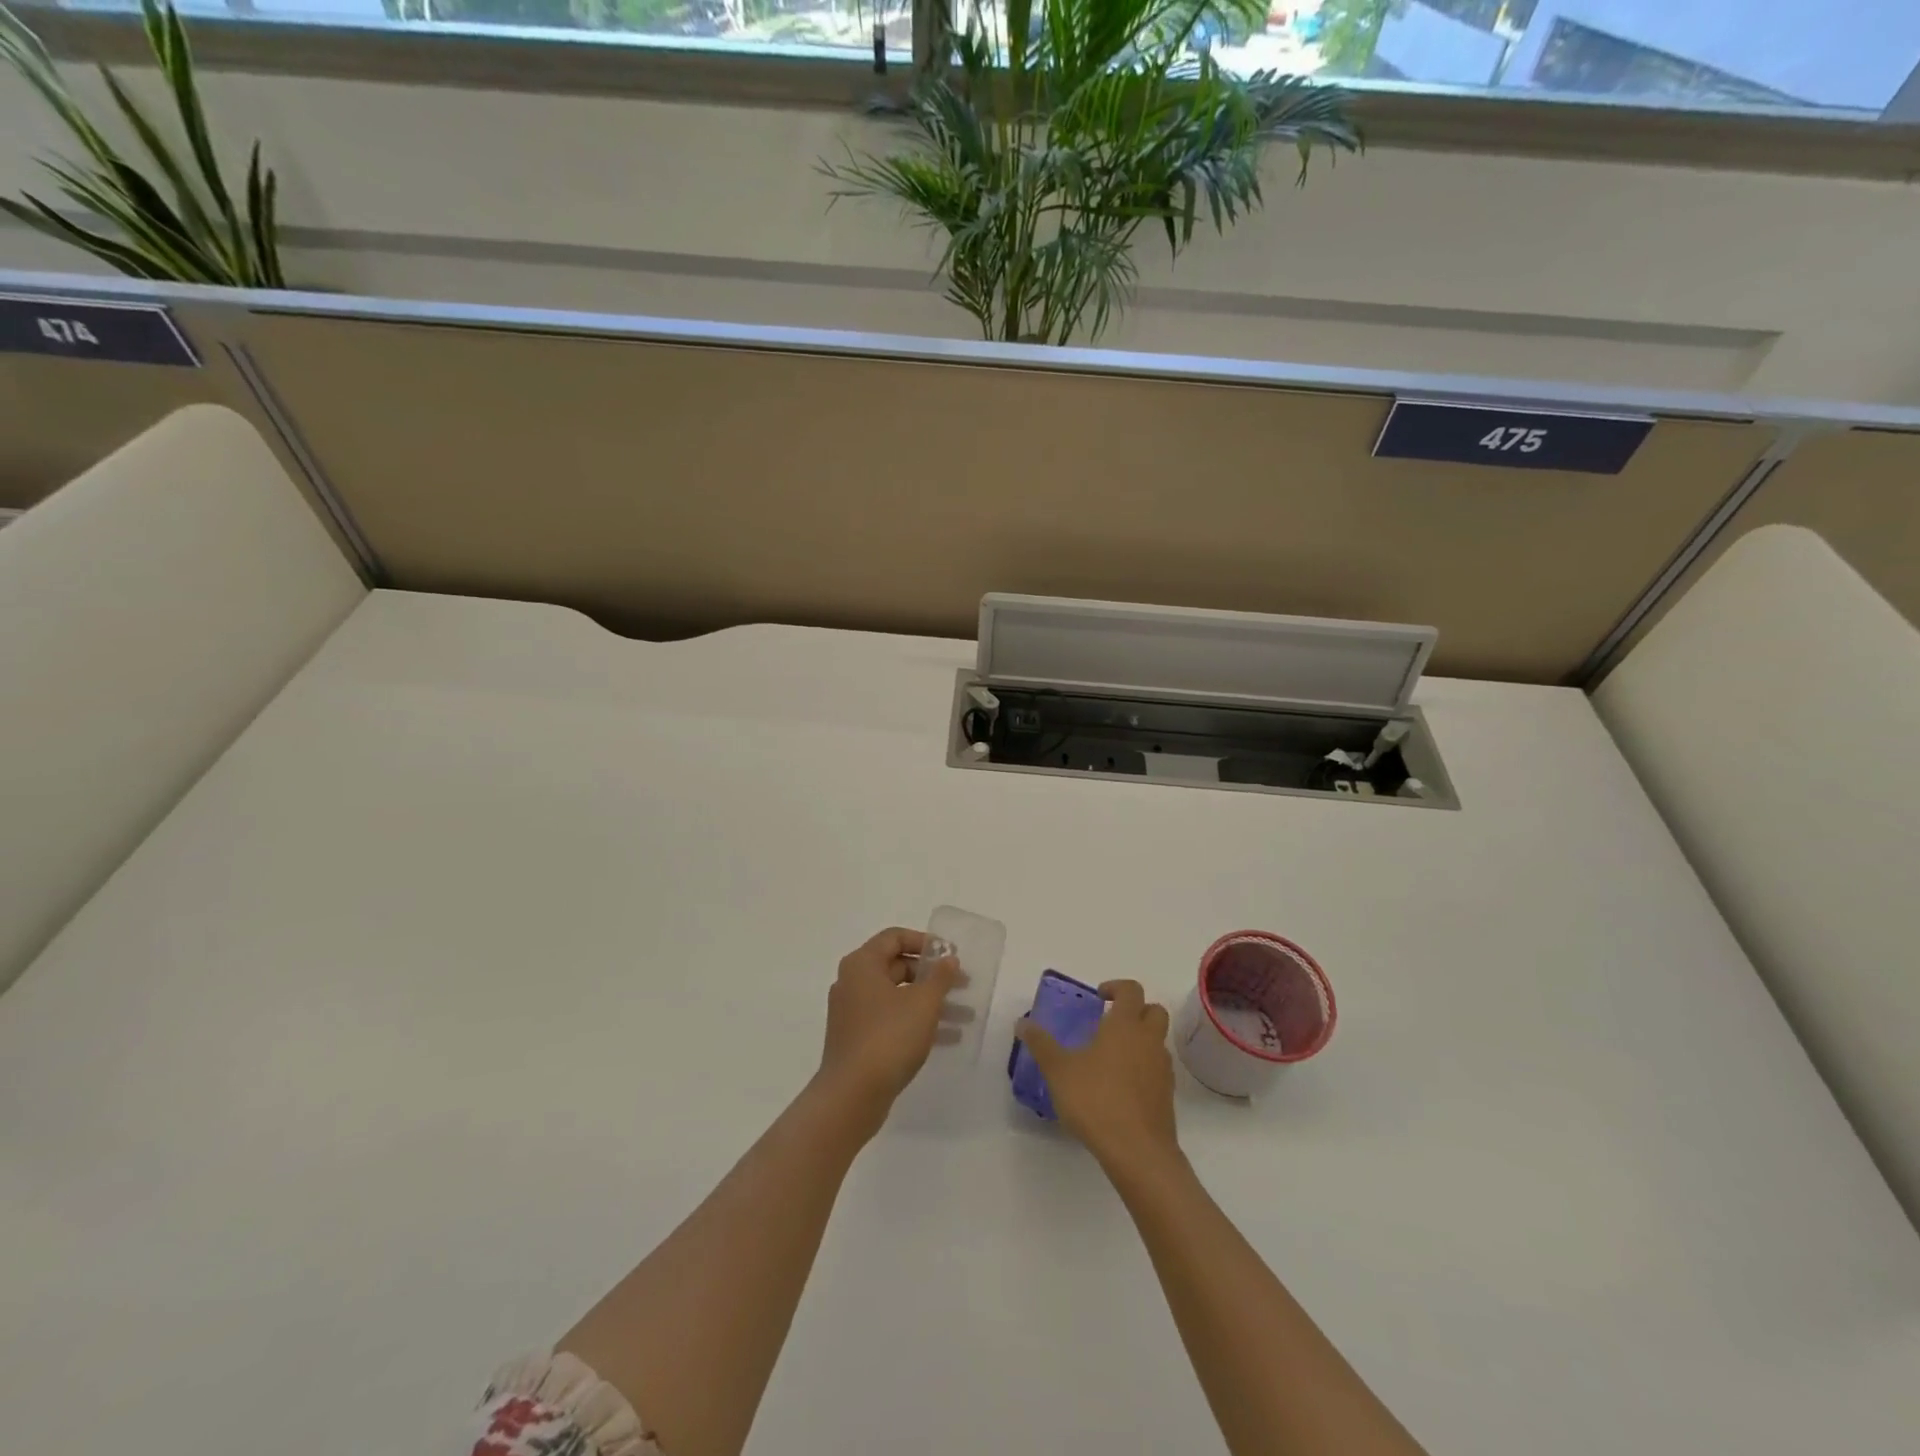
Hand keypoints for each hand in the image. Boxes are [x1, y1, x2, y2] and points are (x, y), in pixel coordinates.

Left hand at [817, 927, 960, 1124]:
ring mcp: (853, 1013)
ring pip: (898, 997)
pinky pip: (891, 1020)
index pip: (894, 937)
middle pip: (897, 967)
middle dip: (933, 977)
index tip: (950, 955)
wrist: (852, 1095)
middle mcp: (853, 983)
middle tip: (963, 986)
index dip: (924, 942)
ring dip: (931, 1003)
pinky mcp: (858, 1040)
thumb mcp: (923, 1003)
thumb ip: (940, 977)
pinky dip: (917, 1023)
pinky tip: (948, 1038)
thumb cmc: (888, 1037)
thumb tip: (948, 959)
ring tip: (965, 1016)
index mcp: (862, 964)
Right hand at [1016, 980, 1178, 1170]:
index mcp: (1125, 1025)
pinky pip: (1158, 1069)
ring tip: (1112, 1057)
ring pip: (1158, 1041)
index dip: (1116, 987)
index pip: (1131, 990)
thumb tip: (1023, 1023)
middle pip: (1154, 1010)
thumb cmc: (1096, 1100)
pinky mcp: (1167, 1095)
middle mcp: (1148, 1040)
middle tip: (1111, 1022)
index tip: (1099, 997)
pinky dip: (1144, 1068)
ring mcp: (1162, 1068)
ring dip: (1141, 1039)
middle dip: (1136, 1010)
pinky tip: (1122, 1086)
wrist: (1137, 1151)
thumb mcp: (1058, 1070)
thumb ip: (1041, 1044)